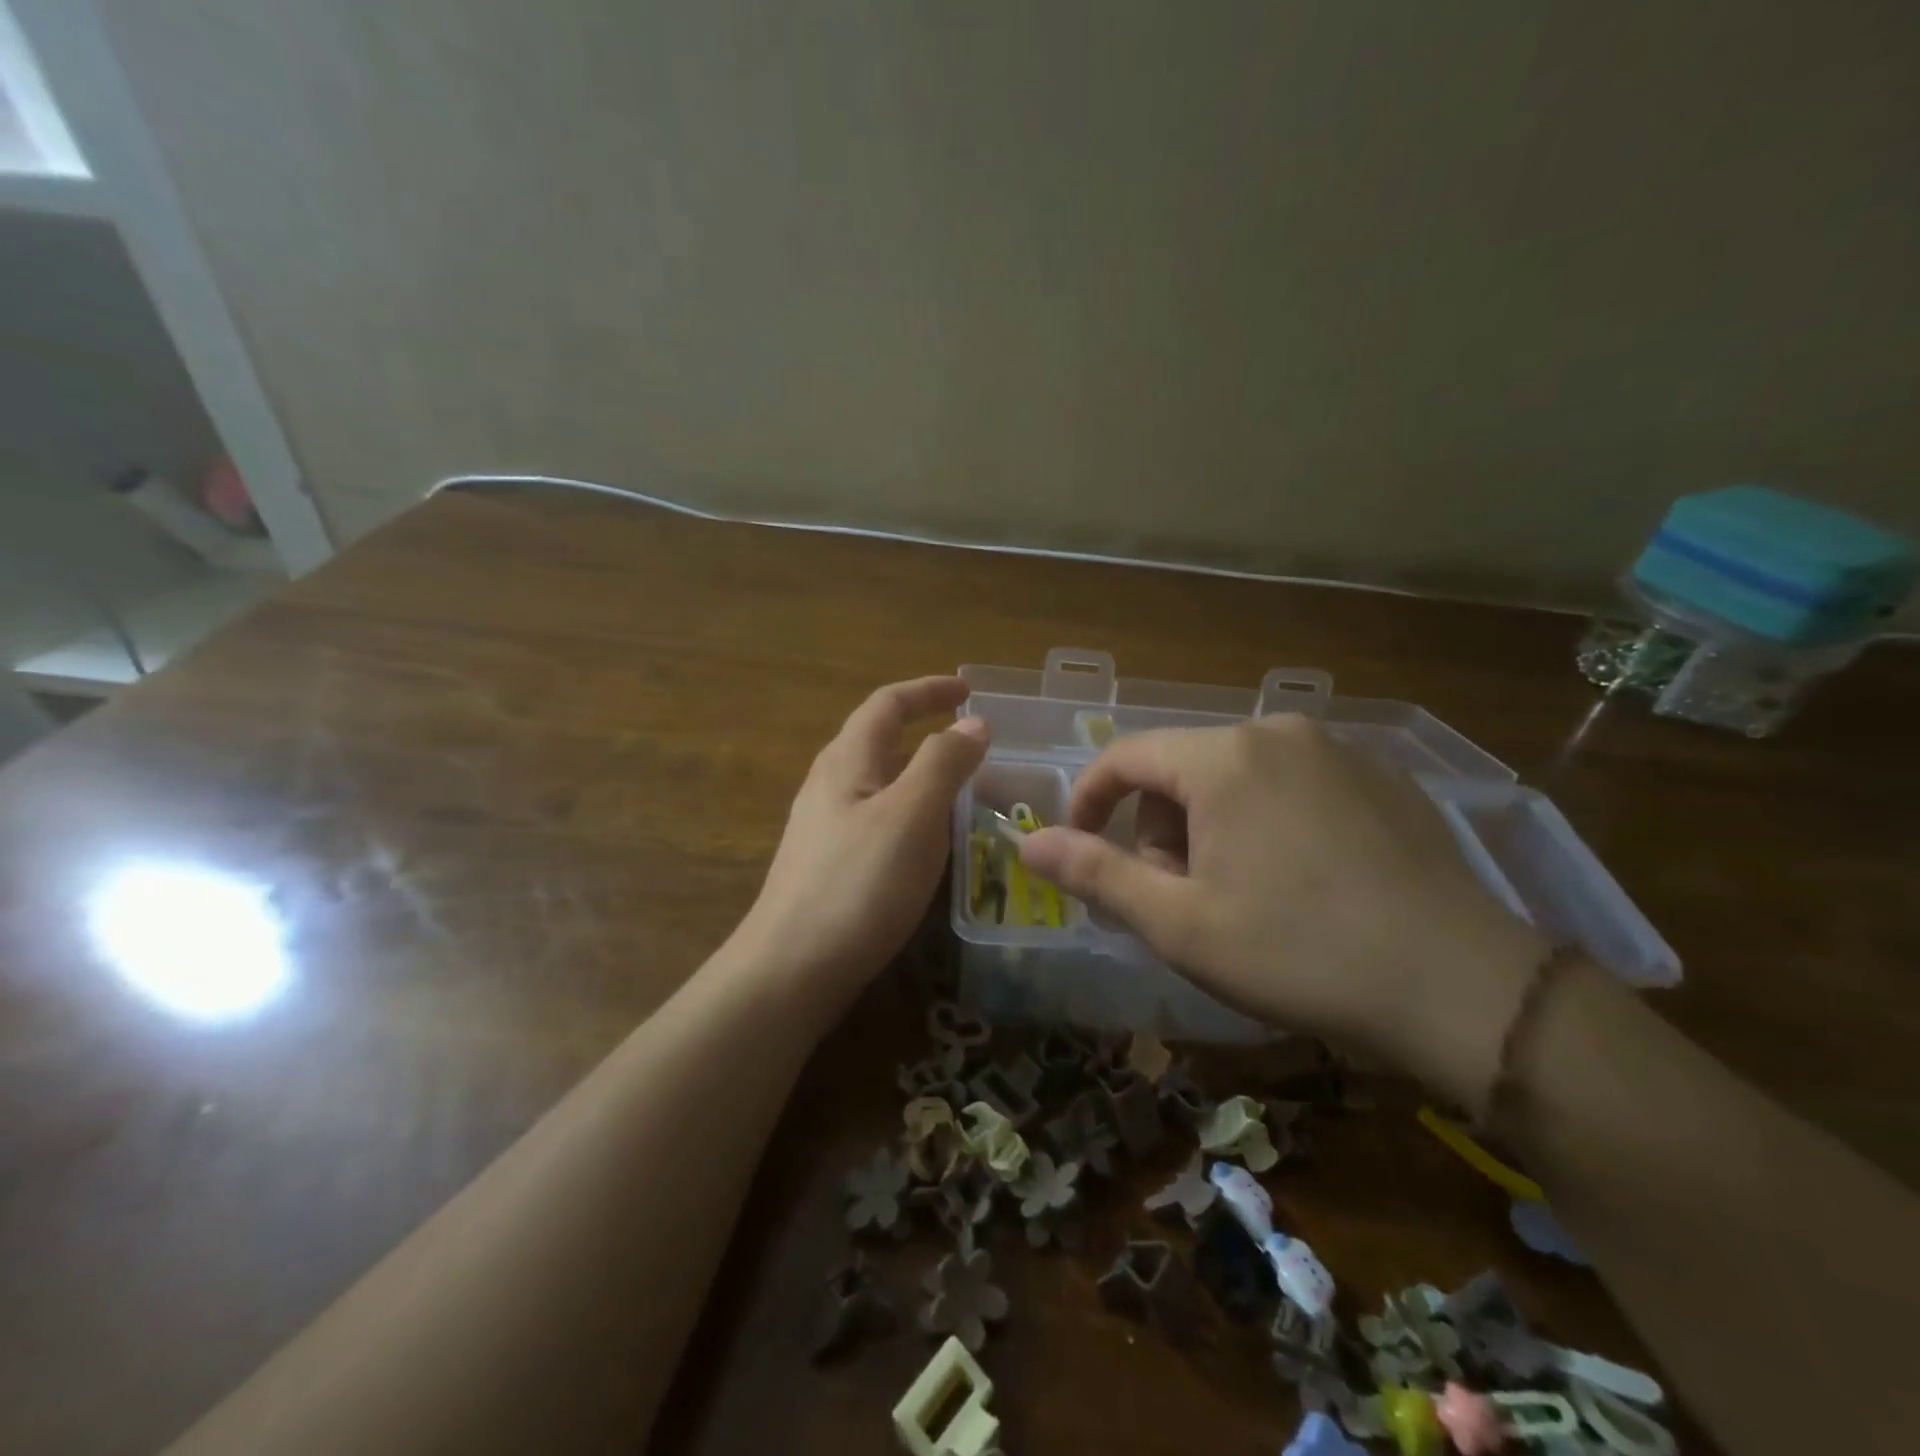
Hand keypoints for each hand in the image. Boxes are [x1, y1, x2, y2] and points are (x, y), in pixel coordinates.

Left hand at [739, 676, 987, 1006]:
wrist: (791, 968)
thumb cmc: (858, 884)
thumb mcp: (912, 815)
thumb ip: (944, 763)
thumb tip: (974, 724)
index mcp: (847, 760)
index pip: (888, 703)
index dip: (929, 691)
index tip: (969, 692)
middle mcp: (830, 784)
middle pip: (879, 739)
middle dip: (925, 731)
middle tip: (972, 745)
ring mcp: (824, 826)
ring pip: (879, 782)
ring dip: (919, 774)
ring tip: (961, 791)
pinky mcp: (828, 863)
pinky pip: (876, 818)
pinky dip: (910, 813)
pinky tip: (927, 843)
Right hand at [1019, 715, 1547, 1109]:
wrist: (1463, 986)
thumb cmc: (1299, 952)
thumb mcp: (1180, 923)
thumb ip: (1096, 874)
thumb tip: (1028, 844)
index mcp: (1223, 758)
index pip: (1125, 757)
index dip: (1089, 801)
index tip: (1080, 849)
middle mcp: (1277, 732)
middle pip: (1181, 769)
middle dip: (1159, 828)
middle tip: (1178, 898)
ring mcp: (1337, 750)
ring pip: (1235, 776)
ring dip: (1210, 828)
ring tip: (1237, 896)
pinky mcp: (1380, 777)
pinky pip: (1290, 784)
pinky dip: (1265, 822)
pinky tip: (1297, 883)